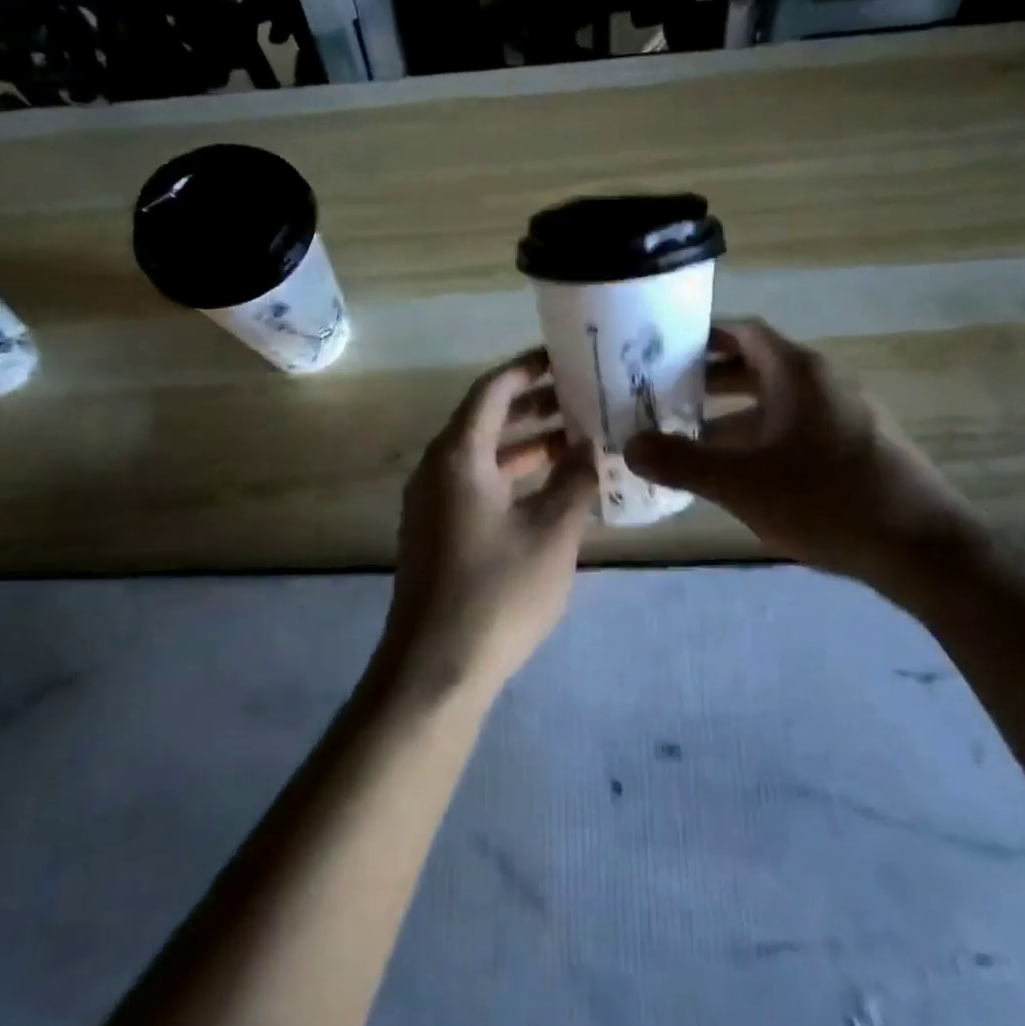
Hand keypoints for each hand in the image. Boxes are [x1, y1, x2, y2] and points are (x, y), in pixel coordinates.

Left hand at [382, 349, 597, 699]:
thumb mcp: (551, 533)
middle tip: (583, 396)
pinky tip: (553, 489)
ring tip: (578, 438)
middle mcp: (437, 470)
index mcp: (458, 456)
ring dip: (526, 444)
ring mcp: (434, 503)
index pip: (492, 390)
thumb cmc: (497, 592)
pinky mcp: (438, 533)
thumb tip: (590, 446)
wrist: (435, 669)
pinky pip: (477, 485)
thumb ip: (575, 482)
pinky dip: (513, 477)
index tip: (565, 357)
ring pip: (483, 456)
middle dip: (534, 406)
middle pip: (486, 420)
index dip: (528, 369)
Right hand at [624, 320, 977, 586]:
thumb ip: (682, 463)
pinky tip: (734, 473)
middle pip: (754, 366)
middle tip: (660, 395)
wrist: (924, 550)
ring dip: (730, 416)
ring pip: (773, 403)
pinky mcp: (854, 448)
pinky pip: (793, 429)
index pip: (742, 332)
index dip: (701, 336)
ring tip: (686, 438)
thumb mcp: (743, 484)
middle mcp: (822, 383)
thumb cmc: (829, 500)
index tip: (660, 350)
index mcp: (798, 372)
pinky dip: (758, 439)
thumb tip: (630, 446)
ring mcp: (842, 415)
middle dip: (707, 380)